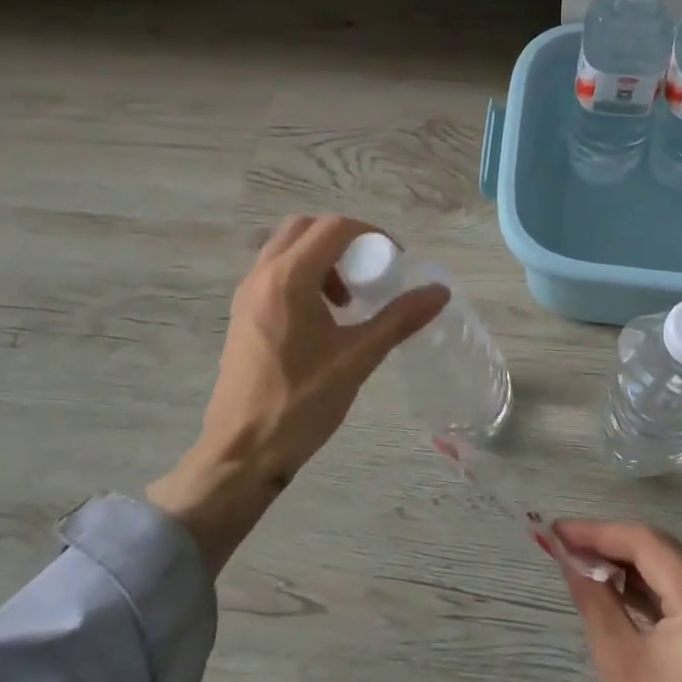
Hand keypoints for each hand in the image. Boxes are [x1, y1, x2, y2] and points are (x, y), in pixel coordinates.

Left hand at [148, 215, 447, 572]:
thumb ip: (400, 318)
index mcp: (288, 278)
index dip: (372, 235)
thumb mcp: (358, 358)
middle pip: (305, 228)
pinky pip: (274, 273)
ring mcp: (246, 294)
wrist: (242, 453)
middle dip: (343, 241)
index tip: (394, 262)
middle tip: (369, 272)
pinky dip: (302, 276)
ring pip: (286, 249)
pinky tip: (322, 319)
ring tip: (347, 300)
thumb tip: (440, 290)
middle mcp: (262, 275)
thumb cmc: (301, 403)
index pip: (334, 228)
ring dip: (321, 258)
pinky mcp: (242, 315)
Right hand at [555, 521, 681, 681]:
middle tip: (561, 543)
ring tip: (577, 562)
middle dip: (610, 546)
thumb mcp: (616, 663)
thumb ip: (592, 595)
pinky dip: (645, 596)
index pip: (649, 546)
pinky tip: (610, 591)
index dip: (599, 532)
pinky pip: (681, 604)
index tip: (555, 530)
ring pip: (671, 577)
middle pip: (663, 556)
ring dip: (626, 569)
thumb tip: (562, 551)